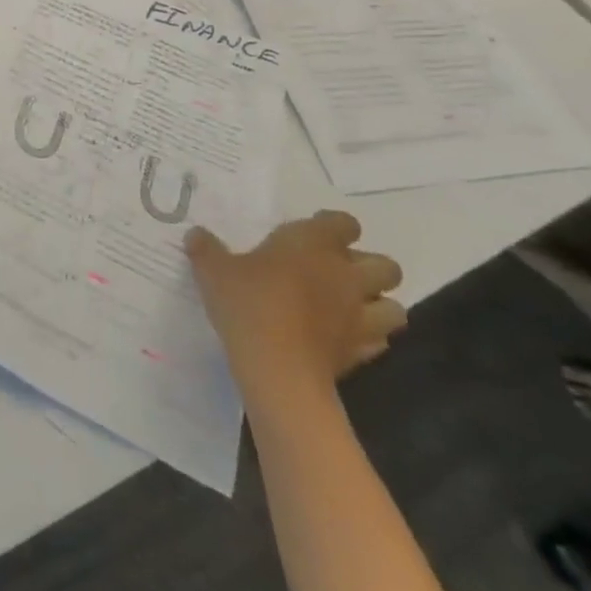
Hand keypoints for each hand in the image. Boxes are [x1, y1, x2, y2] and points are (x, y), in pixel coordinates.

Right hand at [187, 212, 404, 404]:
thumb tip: (195, 233)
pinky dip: (366, 337)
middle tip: (334, 273)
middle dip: (368, 268)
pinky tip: (341, 338)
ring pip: (395, 307)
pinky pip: (379, 340)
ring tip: (347, 308)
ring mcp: (360, 316)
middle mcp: (346, 275)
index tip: (311, 234)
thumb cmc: (248, 303)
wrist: (277, 367)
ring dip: (377, 305)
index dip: (332, 226)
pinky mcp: (362, 352)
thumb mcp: (213, 270)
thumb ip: (206, 248)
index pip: (344, 223)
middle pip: (385, 265)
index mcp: (314, 244)